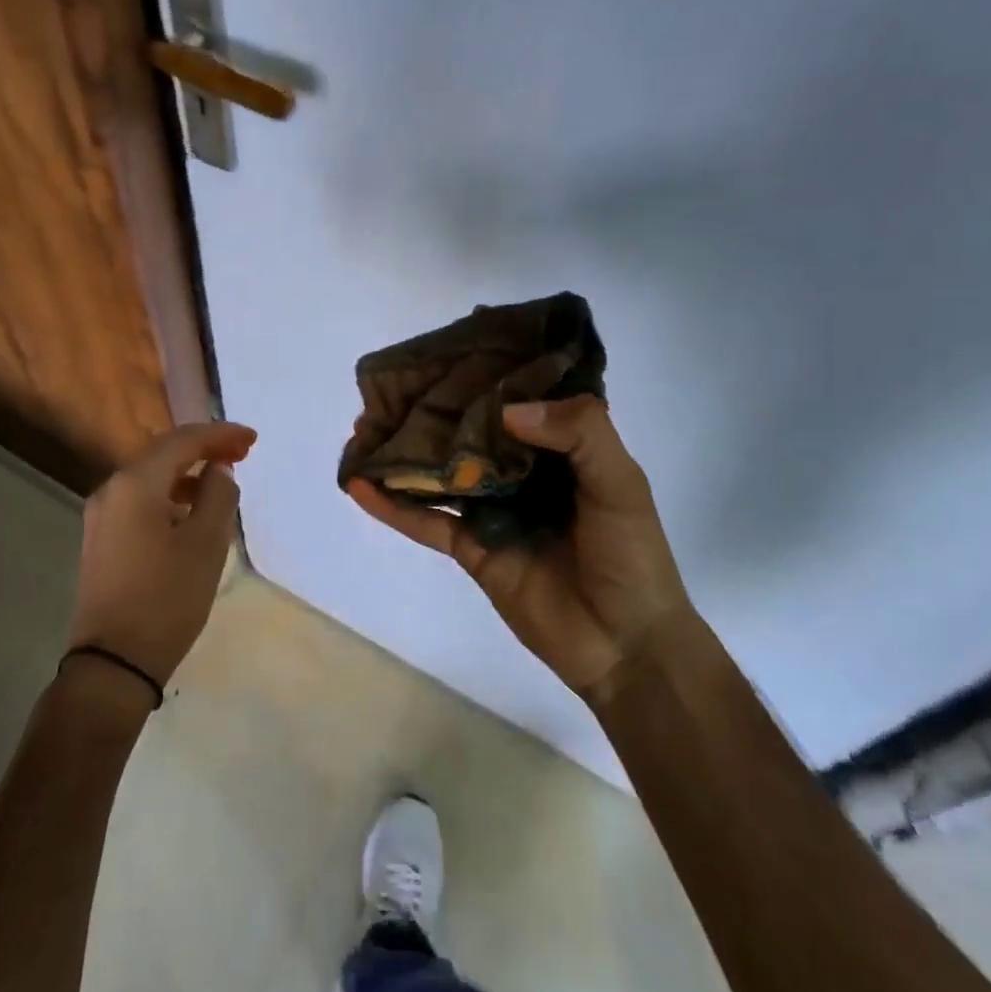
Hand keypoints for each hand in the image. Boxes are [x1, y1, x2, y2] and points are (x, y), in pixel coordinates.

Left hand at [71, 421, 255, 686]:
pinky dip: (170, 495)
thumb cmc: (166, 599)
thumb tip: (218, 471)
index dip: (220, 434)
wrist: (113, 663)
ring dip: (187, 472)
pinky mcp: (102, 539)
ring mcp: (102, 515)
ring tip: (222, 481)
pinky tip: (191, 510)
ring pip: (151, 477)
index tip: (253, 440)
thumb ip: (218, 496)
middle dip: (204, 448)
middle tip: (242, 452)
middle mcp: (111, 490)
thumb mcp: (206, 545)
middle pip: (163, 453)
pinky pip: (141, 500)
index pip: (183, 442)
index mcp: (135, 484)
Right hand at [348, 395, 687, 704]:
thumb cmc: (631, 556)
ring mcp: (492, 509)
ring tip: (362, 429)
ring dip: (404, 453)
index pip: (519, 398)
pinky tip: (359, 485)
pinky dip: (392, 506)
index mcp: (562, 447)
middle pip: (470, 431)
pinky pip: (426, 521)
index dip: (487, 373)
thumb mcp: (621, 483)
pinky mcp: (471, 547)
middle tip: (390, 384)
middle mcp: (523, 470)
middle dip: (434, 409)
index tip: (449, 346)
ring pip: (441, 472)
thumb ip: (580, 433)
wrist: (624, 645)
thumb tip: (506, 411)